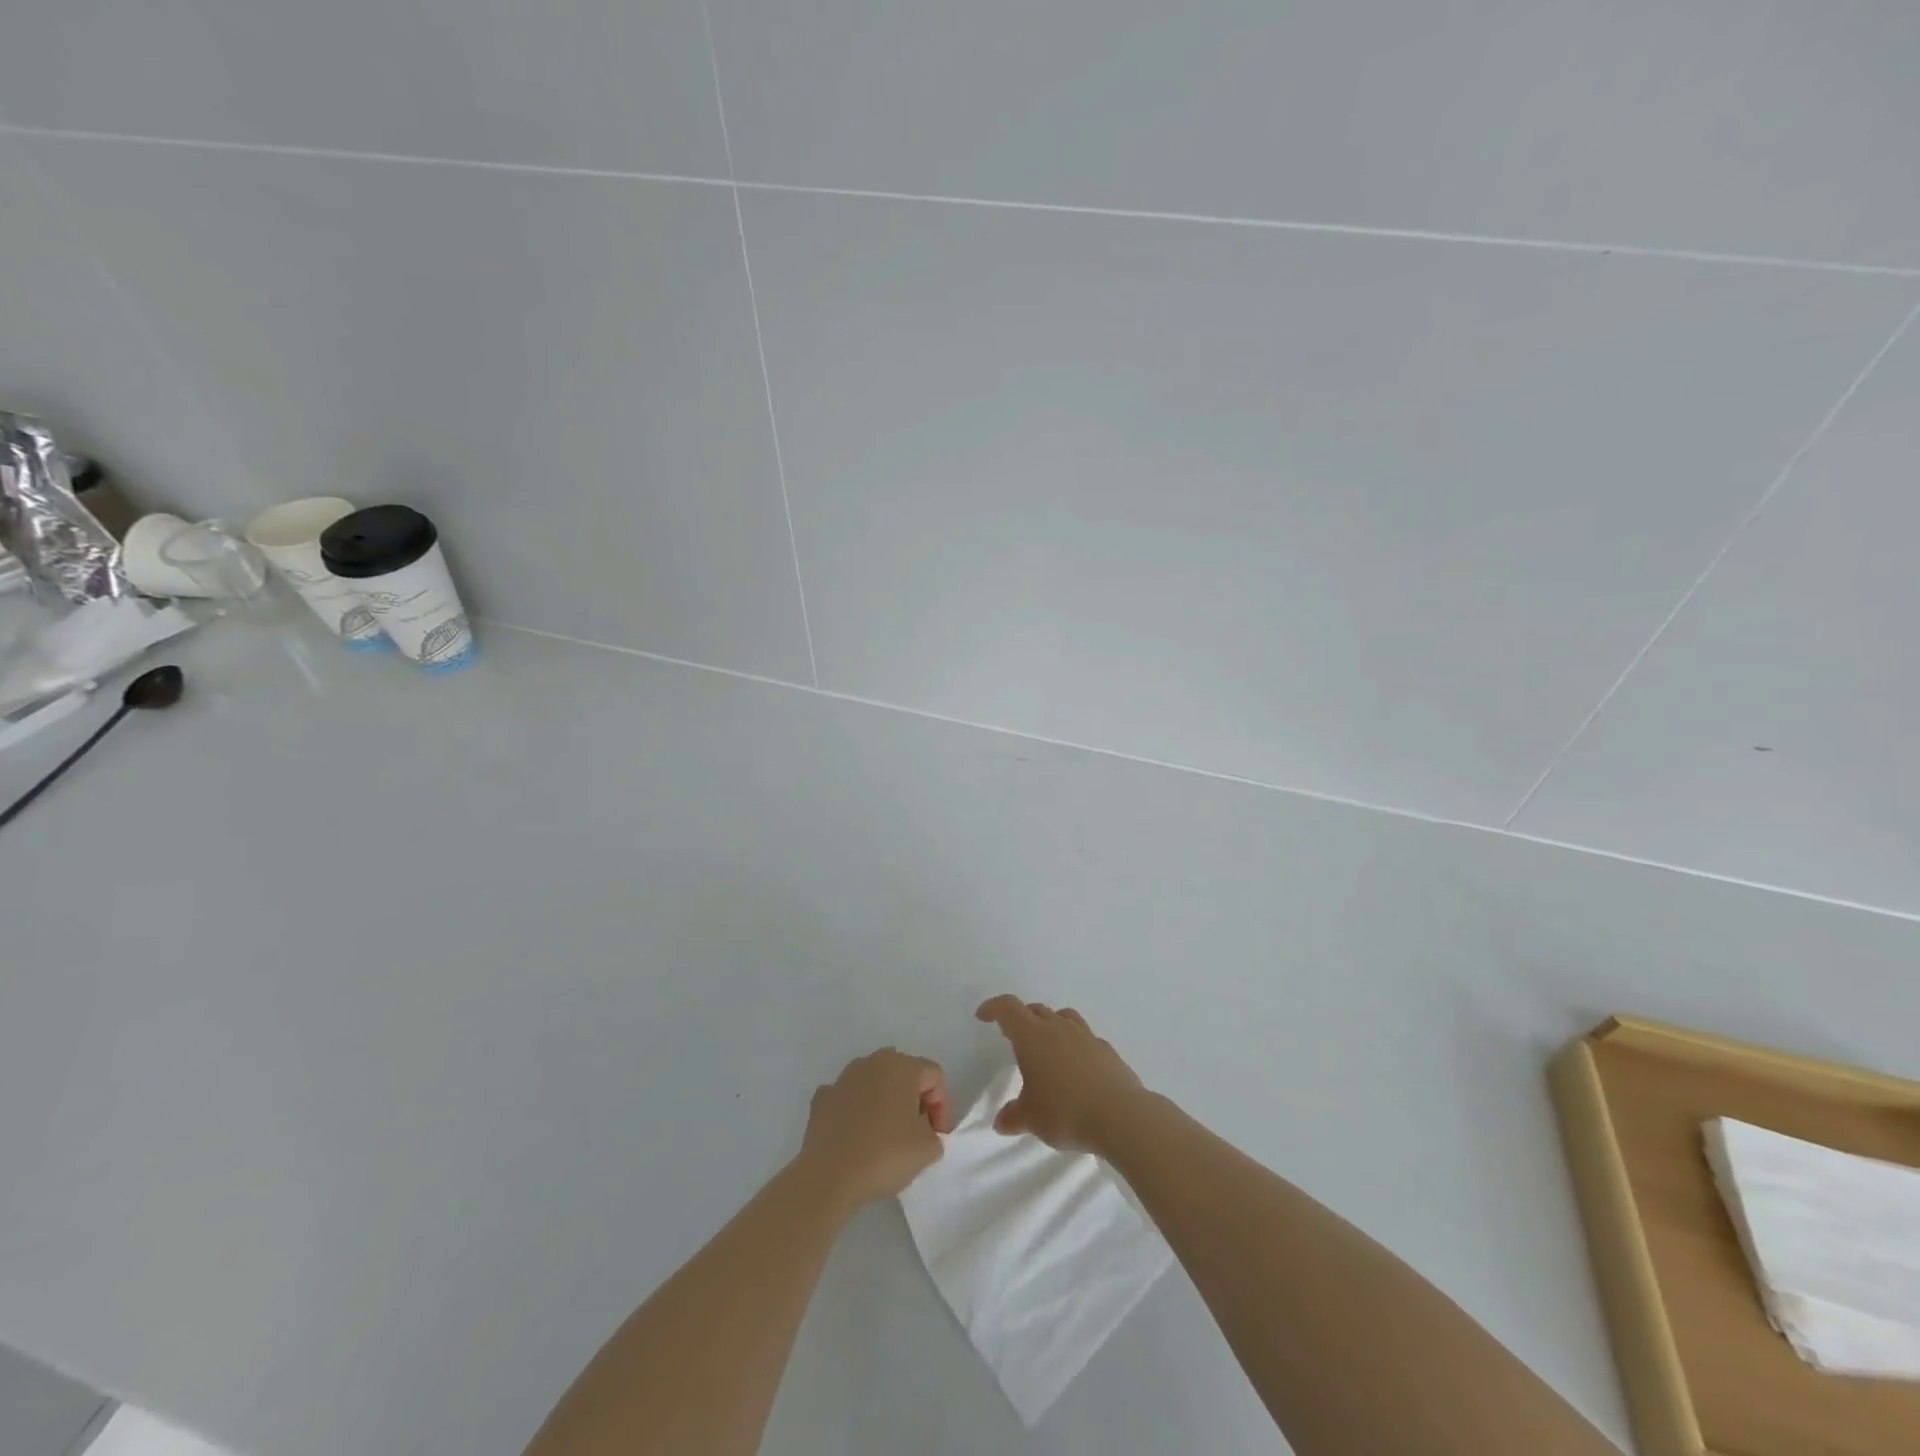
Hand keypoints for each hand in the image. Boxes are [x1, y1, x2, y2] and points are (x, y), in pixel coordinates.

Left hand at [796, 1048, 950, 1211]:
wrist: (829, 1176)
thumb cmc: (885, 1155)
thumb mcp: (927, 1149)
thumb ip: (935, 1134)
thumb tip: (924, 1131)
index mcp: (902, 1066)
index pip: (934, 1076)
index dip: (942, 1105)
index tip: (937, 1136)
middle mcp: (873, 1062)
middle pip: (904, 1073)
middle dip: (914, 1098)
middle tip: (916, 1131)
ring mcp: (844, 1077)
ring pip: (874, 1082)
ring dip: (884, 1101)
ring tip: (885, 1135)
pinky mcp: (822, 1097)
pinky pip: (848, 1097)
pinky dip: (856, 1111)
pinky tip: (856, 1135)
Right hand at [976, 996, 1145, 1153]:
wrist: (1121, 1116)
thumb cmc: (1066, 1112)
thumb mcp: (1032, 1119)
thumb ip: (1014, 1116)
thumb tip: (1001, 1122)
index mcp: (1032, 1036)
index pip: (1008, 1008)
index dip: (993, 1008)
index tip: (983, 1016)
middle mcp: (1058, 1027)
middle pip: (1036, 1010)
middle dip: (1021, 1019)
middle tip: (1014, 1037)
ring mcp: (1086, 1035)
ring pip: (1063, 1017)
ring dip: (1051, 1025)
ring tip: (1047, 1047)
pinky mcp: (1107, 1050)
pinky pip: (1085, 1038)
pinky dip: (1075, 1044)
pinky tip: (1077, 1068)